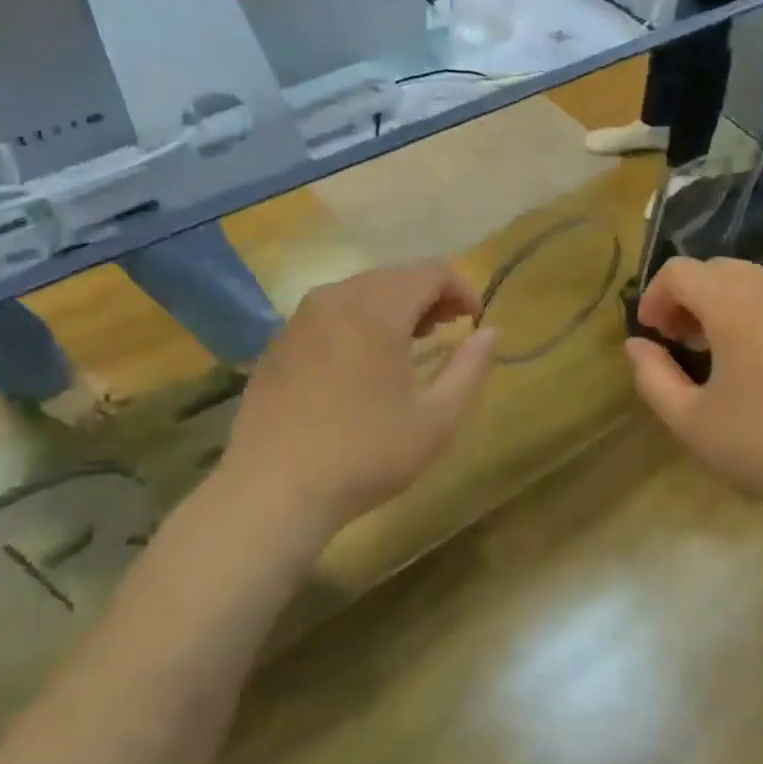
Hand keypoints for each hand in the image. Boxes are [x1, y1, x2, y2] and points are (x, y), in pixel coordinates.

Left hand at [215, 262, 496, 540]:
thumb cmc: (365, 454)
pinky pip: (330, 314)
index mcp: (376, 309)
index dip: (462, 289)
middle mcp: (335, 299)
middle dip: (429, 297)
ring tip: (410, 345)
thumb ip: (471, 368)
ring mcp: (300, 319)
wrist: (272, 492)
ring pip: (360, 292)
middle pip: (394, 277)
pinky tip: (362, 363)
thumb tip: (490, 332)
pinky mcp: (278, 343)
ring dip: (393, 308)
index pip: (431, 271)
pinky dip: (358, 322)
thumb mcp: (437, 419)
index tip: (475, 321)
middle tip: (447, 332)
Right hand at [626, 258, 762, 525]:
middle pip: (717, 269)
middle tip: (678, 340)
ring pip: (754, 282)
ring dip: (724, 303)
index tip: (650, 333)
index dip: (654, 296)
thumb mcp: (691, 420)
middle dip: (688, 297)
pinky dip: (760, 315)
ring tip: (718, 350)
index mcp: (734, 302)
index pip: (680, 271)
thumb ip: (652, 376)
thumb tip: (637, 345)